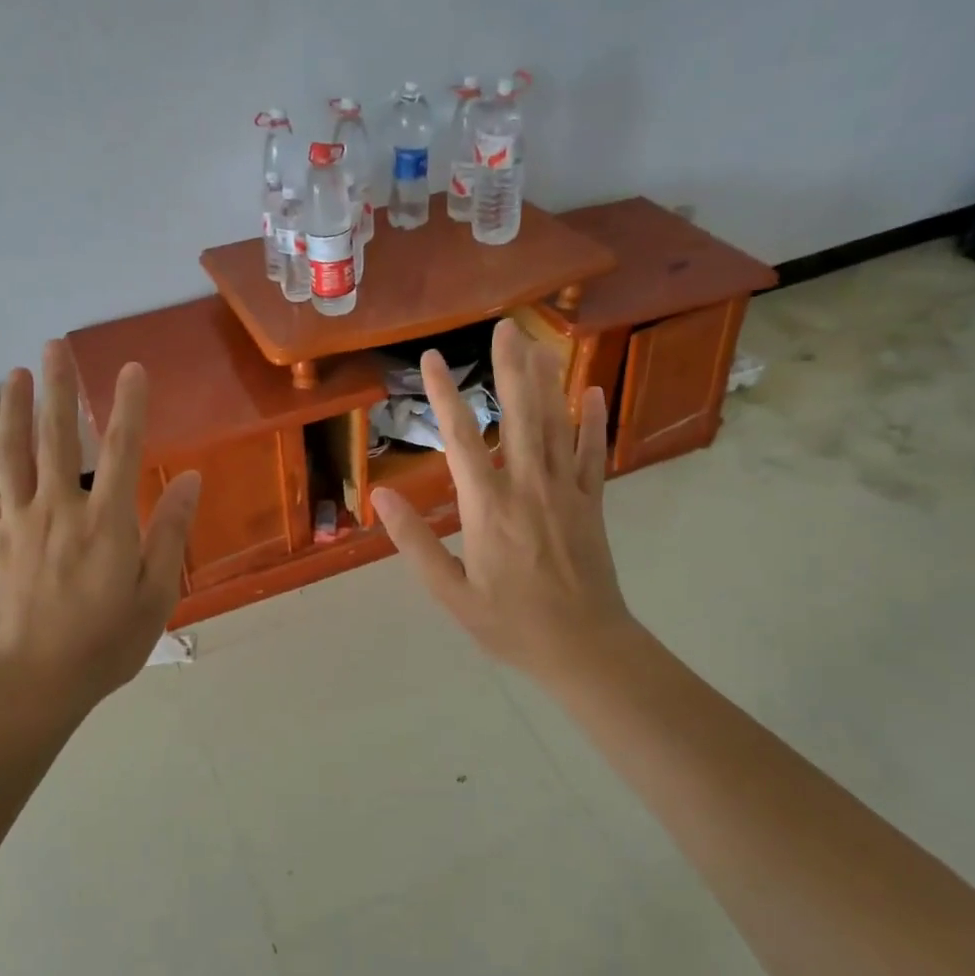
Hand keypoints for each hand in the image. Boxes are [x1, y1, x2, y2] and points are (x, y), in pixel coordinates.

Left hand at [0, 341, 200, 711]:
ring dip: (15, 411)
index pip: (124, 449)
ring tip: (15, 374)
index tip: (132, 369)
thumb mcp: (155, 594)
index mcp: (107, 522)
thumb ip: (171, 532)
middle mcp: (60, 509)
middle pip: (60, 438)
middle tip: (56, 347)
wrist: (32, 685)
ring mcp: (17, 524)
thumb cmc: (105, 644)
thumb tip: (191, 478)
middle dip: (59, 389)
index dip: (130, 405)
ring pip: (14, 455)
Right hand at [371, 319, 637, 691]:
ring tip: (538, 342)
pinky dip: (592, 420)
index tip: (432, 360)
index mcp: (488, 508)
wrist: (585, 648)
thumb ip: (415, 542)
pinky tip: (591, 390)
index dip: (445, 396)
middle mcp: (528, 487)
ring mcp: (566, 491)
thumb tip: (380, 495)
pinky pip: (594, 453)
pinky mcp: (592, 502)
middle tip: (504, 327)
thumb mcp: (450, 592)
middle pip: (520, 415)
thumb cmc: (510, 623)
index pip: (461, 439)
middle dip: (509, 368)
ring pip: (556, 425)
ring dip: (546, 380)